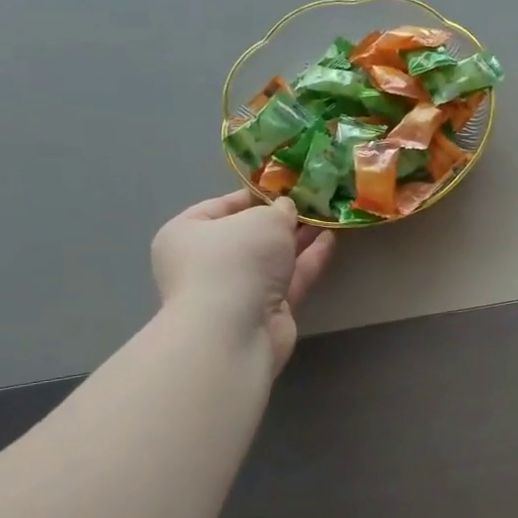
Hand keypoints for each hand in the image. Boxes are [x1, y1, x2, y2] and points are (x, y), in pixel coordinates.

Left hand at [151, 193, 335, 371]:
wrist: (235, 331)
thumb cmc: (236, 261)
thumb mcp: (263, 219)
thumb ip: (279, 210)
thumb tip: (286, 210)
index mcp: (187, 234)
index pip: (221, 206)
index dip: (256, 194)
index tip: (287, 186)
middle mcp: (206, 262)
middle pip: (249, 234)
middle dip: (282, 220)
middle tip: (314, 202)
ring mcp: (236, 290)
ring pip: (272, 258)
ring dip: (299, 239)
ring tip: (328, 218)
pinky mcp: (263, 311)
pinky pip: (288, 279)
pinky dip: (307, 261)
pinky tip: (330, 241)